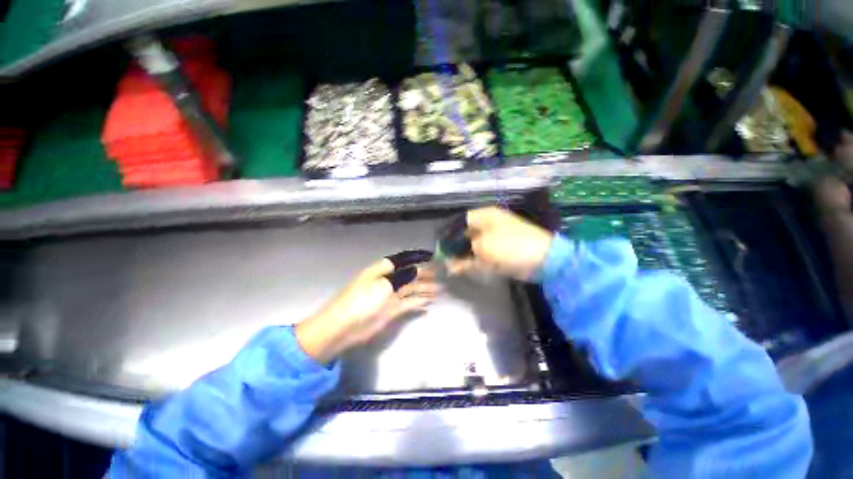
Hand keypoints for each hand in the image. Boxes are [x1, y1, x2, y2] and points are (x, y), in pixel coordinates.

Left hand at [295, 255, 439, 363]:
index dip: (418, 258)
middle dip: (425, 275)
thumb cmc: (363, 300)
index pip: (404, 260)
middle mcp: (388, 280)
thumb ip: (404, 277)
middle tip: (441, 275)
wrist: (344, 326)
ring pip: (411, 289)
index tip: (432, 257)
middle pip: (410, 274)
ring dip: (425, 289)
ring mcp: (390, 295)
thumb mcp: (385, 284)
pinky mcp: (391, 310)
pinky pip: (408, 303)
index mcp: (384, 269)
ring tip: (440, 290)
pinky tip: (428, 302)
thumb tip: (418, 270)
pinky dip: (418, 302)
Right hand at [447, 207, 553, 280]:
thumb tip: (449, 261)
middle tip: (442, 257)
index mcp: (485, 217)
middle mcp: (487, 226)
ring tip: (447, 266)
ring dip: (460, 256)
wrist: (541, 259)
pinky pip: (480, 257)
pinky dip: (470, 263)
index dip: (449, 232)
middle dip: (453, 247)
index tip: (439, 243)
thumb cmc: (509, 245)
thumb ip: (463, 252)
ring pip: (471, 247)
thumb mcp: (483, 246)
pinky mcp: (498, 253)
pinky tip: (457, 270)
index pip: (461, 220)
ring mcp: (493, 240)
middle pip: (465, 235)